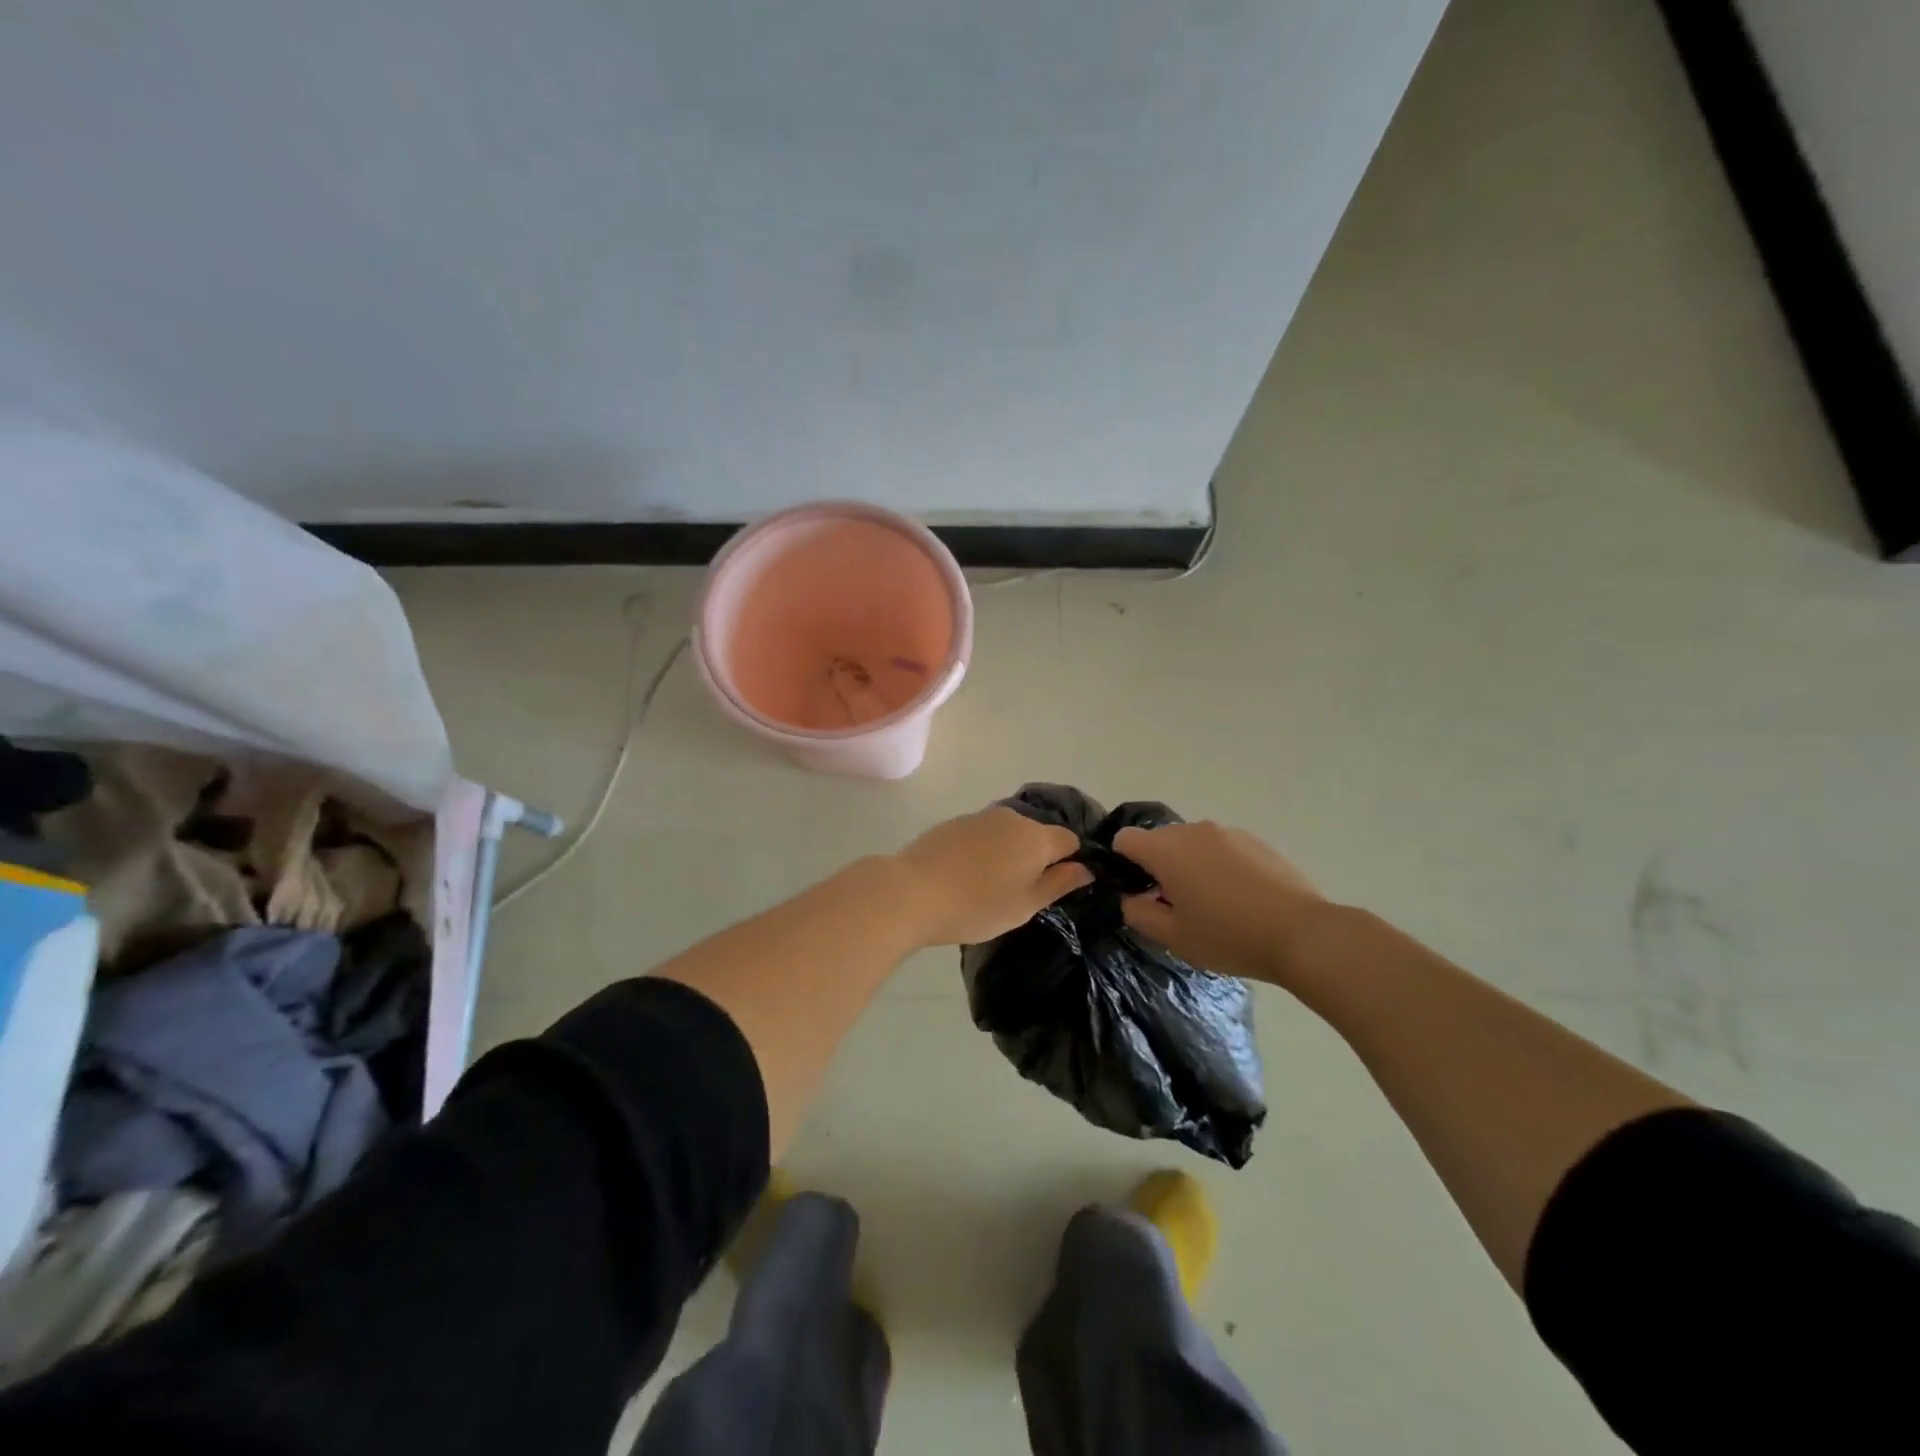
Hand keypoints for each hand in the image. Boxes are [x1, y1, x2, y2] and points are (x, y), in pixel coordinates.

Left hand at [891, 807, 1091, 947]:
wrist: (912, 891)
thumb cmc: (977, 905)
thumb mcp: (1026, 905)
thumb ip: (1059, 883)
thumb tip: (1086, 867)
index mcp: (1037, 837)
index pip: (1070, 841)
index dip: (1071, 862)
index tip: (1057, 887)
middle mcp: (1013, 817)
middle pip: (1038, 835)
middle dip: (1037, 858)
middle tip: (1022, 894)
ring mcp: (981, 817)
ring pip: (1009, 834)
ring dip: (1009, 854)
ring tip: (991, 887)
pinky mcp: (955, 823)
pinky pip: (983, 835)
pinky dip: (984, 851)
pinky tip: (967, 876)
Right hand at [1113, 821, 1327, 984]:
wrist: (1301, 934)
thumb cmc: (1228, 936)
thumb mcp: (1173, 937)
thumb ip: (1139, 913)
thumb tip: (1131, 898)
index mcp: (1167, 850)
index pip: (1125, 839)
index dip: (1122, 864)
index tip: (1138, 892)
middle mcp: (1194, 831)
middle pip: (1160, 840)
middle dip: (1159, 867)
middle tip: (1175, 905)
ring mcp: (1228, 833)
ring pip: (1192, 844)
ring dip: (1190, 866)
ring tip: (1212, 904)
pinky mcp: (1256, 841)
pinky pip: (1221, 848)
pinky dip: (1219, 866)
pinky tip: (1240, 899)